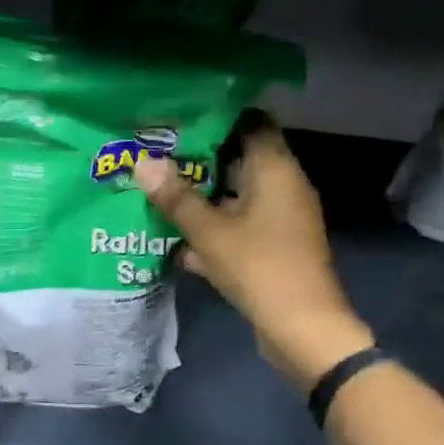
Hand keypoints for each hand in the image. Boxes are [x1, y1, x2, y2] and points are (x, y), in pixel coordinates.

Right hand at [136, 115, 370, 389]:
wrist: (301, 328)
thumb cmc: (259, 267)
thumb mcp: (209, 232)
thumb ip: (176, 197)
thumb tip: (142, 162)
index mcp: (276, 169)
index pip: (252, 122)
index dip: (217, 116)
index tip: (180, 116)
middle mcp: (283, 187)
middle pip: (240, 159)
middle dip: (199, 159)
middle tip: (157, 154)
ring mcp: (281, 220)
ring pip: (237, 197)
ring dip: (203, 198)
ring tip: (159, 191)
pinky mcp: (274, 248)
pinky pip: (240, 227)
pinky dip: (214, 229)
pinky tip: (177, 241)